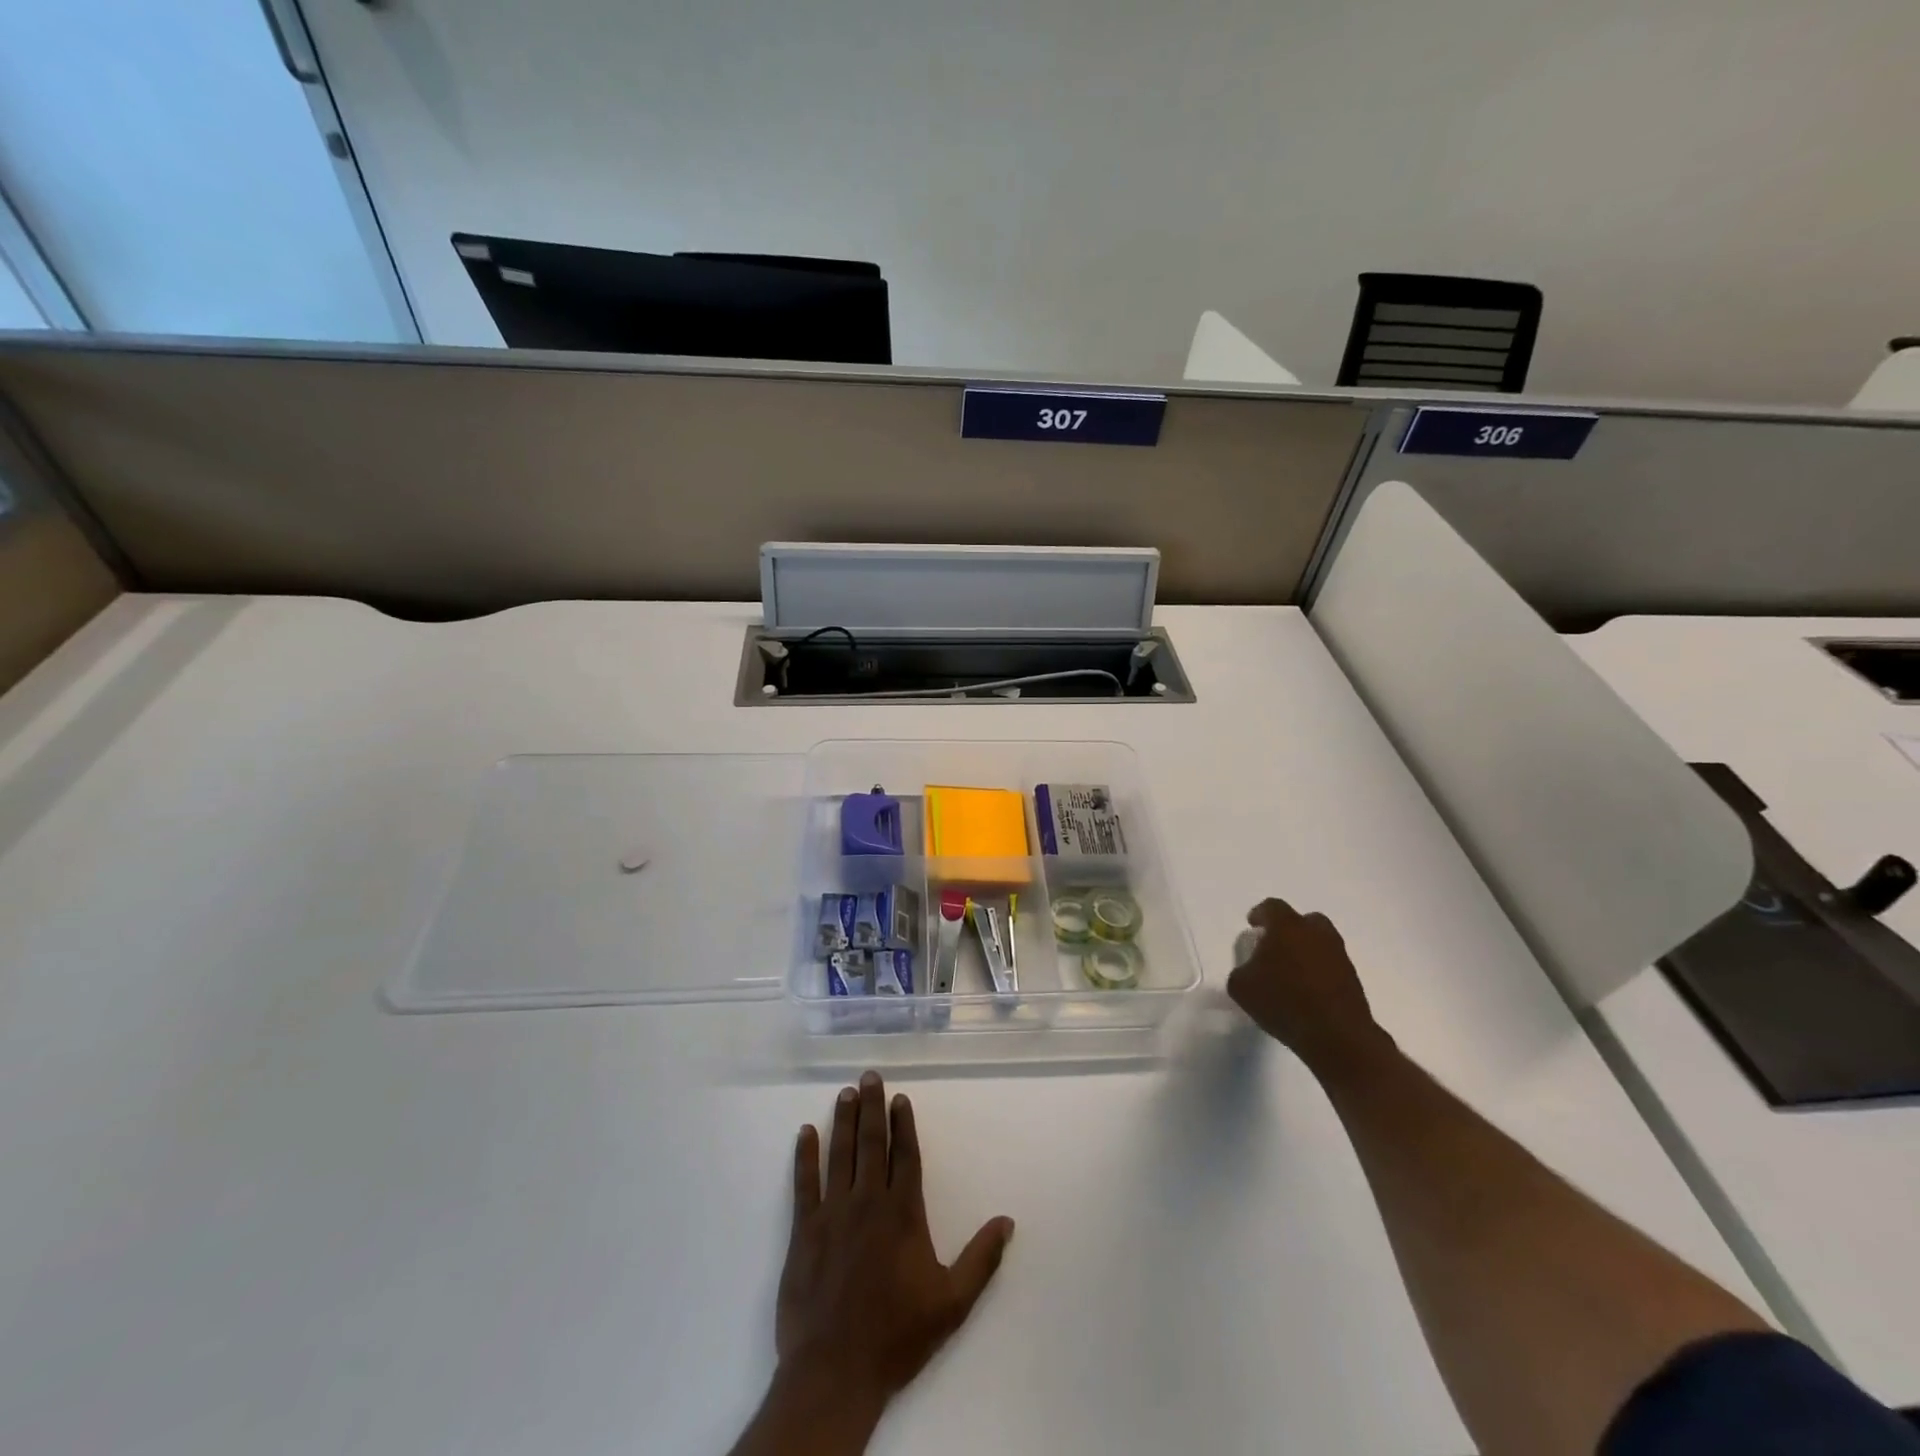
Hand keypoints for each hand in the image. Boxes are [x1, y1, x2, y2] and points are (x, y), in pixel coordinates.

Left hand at [777, 1071, 1013, 1416]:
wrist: (836, 1371)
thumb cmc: (897, 1335)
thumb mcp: (952, 1303)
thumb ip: (981, 1259)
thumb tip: (1007, 1221)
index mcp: (903, 1213)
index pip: (905, 1155)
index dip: (903, 1124)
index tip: (899, 1098)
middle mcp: (868, 1201)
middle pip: (871, 1143)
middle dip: (872, 1107)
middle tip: (869, 1076)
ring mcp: (833, 1213)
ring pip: (840, 1154)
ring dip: (843, 1120)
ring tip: (846, 1093)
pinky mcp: (804, 1230)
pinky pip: (804, 1183)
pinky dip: (804, 1155)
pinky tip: (805, 1132)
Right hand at [1226, 899, 1384, 1072]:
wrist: (1337, 1036)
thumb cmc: (1283, 1002)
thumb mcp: (1241, 987)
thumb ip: (1242, 969)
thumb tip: (1251, 969)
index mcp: (1287, 926)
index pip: (1272, 907)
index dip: (1260, 914)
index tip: (1253, 926)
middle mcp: (1316, 933)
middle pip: (1303, 920)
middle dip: (1288, 929)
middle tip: (1275, 947)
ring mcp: (1338, 955)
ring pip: (1320, 942)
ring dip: (1306, 950)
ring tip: (1291, 972)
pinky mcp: (1353, 978)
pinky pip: (1330, 964)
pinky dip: (1319, 971)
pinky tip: (1307, 990)